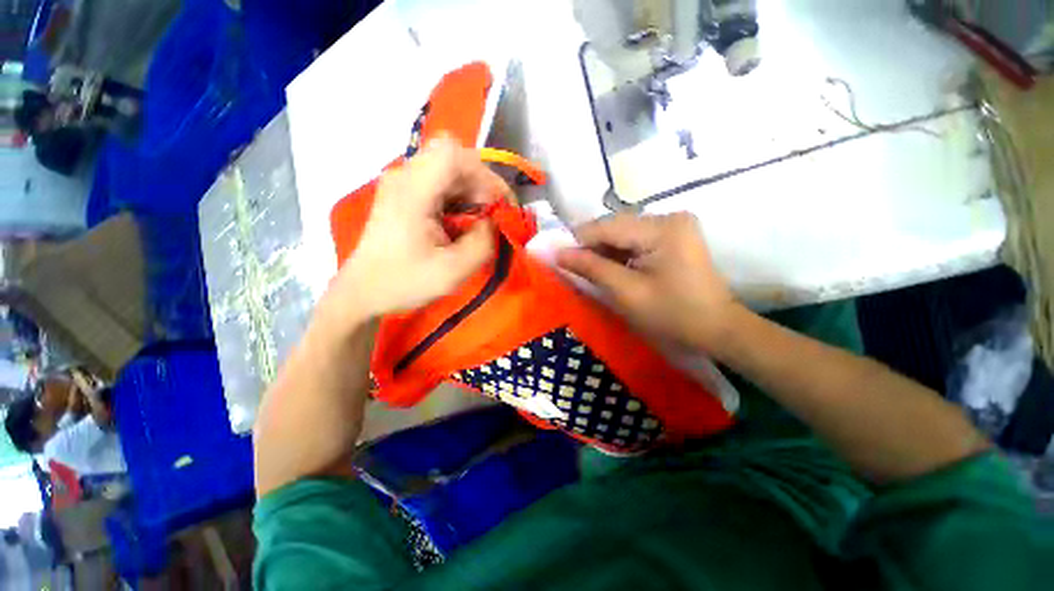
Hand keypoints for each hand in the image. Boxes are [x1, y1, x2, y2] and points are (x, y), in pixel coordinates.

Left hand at [324, 136, 511, 329]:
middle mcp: (405, 177)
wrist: (364, 291)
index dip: (486, 176)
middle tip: (494, 215)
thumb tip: (493, 221)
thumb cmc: (405, 282)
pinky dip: (459, 198)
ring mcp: (402, 183)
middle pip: (453, 158)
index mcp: (413, 192)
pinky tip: (462, 221)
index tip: (501, 206)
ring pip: (449, 169)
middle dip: (482, 185)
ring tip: (480, 220)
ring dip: (471, 191)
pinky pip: (440, 183)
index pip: (454, 156)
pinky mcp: (404, 193)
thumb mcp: (454, 270)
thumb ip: (483, 242)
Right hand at [557, 212, 739, 350]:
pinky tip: (612, 268)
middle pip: (615, 227)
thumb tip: (558, 254)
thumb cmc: (672, 315)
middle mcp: (668, 217)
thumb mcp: (626, 292)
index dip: (578, 241)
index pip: (607, 227)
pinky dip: (620, 253)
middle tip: (572, 267)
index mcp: (661, 228)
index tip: (556, 257)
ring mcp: (674, 225)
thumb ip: (591, 268)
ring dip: (605, 251)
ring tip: (591, 271)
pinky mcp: (674, 235)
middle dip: (592, 247)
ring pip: (623, 233)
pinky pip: (636, 240)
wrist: (717, 328)